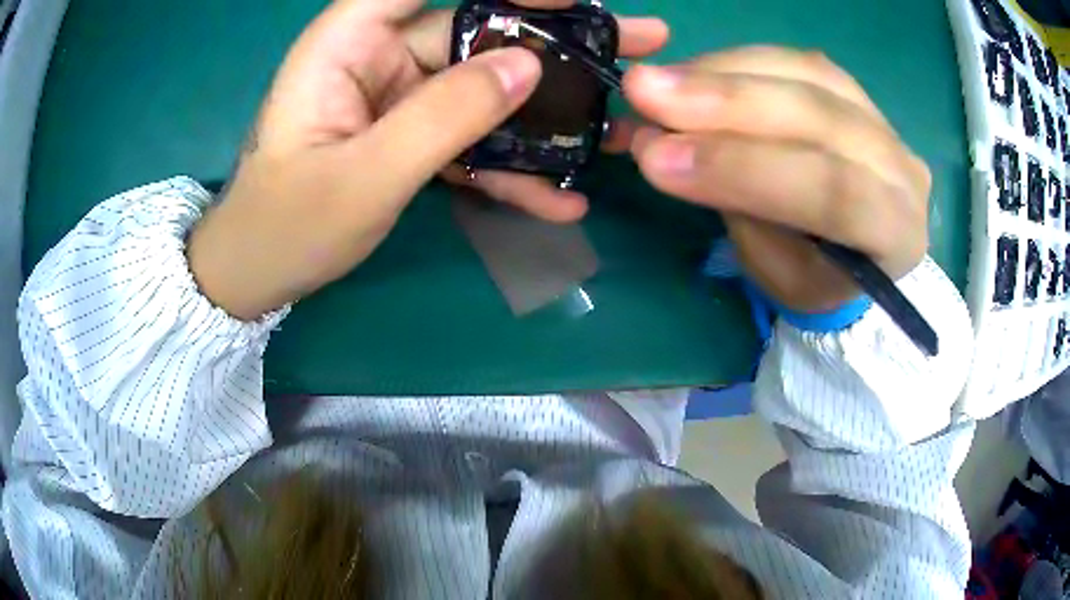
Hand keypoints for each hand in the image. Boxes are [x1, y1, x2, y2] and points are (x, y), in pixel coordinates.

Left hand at [188, 0, 668, 320]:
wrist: (257, 273)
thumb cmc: (287, 225)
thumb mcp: (365, 176)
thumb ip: (444, 116)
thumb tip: (529, 67)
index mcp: (350, 41)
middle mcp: (379, 54)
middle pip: (478, 28)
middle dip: (556, 39)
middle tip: (634, 40)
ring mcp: (400, 94)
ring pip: (486, 84)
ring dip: (550, 109)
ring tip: (620, 122)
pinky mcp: (411, 132)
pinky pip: (470, 134)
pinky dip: (511, 165)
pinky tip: (559, 197)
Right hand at [611, 47, 930, 312]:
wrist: (855, 249)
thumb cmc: (816, 279)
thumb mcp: (779, 275)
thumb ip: (738, 208)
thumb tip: (665, 143)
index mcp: (897, 234)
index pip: (835, 192)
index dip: (744, 168)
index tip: (659, 159)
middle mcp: (901, 168)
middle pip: (820, 117)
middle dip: (726, 103)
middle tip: (644, 94)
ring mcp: (881, 118)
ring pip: (805, 74)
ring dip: (721, 72)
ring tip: (655, 82)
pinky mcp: (852, 88)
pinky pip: (794, 59)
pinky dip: (735, 61)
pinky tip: (693, 73)